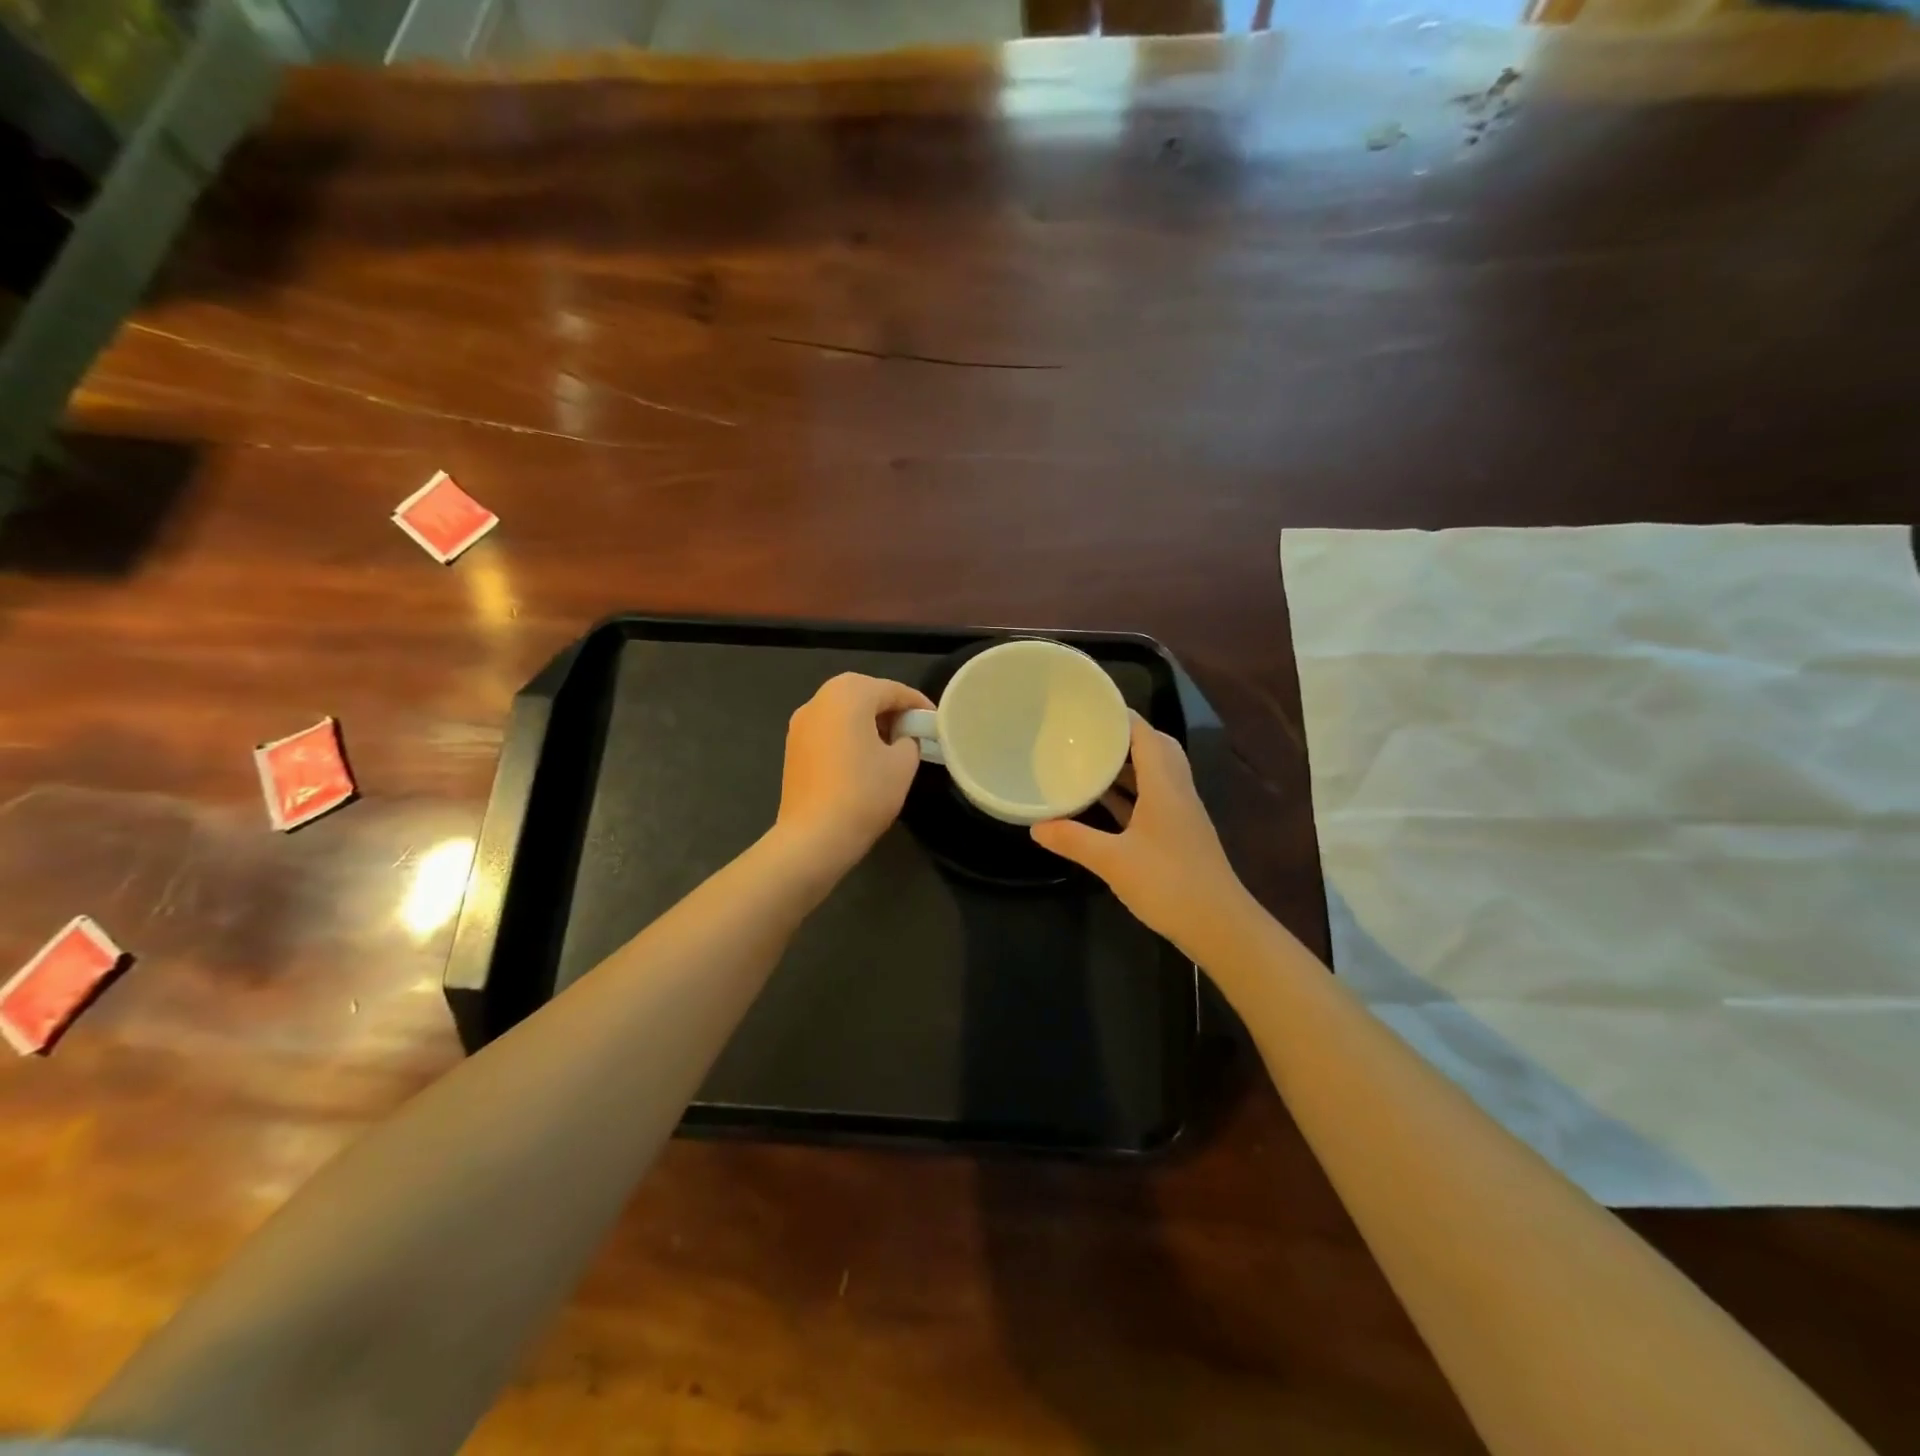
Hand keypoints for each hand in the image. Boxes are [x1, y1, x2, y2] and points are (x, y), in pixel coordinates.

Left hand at [775, 673, 932, 870]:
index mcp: (849, 694)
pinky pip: (828, 729)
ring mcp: (801, 723)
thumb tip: (902, 738)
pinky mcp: (793, 746)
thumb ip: (909, 740)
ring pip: (843, 710)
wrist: (814, 836)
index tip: (935, 721)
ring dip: (868, 721)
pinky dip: (848, 734)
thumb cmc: (864, 793)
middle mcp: (819, 699)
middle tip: (913, 731)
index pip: (893, 690)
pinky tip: (863, 759)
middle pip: (864, 693)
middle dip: (891, 709)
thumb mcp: (903, 764)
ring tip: (891, 745)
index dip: (918, 704)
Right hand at [1032, 713, 1251, 959]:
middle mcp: (1176, 790)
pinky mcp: (1178, 834)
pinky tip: (1103, 802)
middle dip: (1123, 736)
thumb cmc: (1168, 884)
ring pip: (1154, 774)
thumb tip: (1036, 827)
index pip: (1145, 734)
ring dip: (1126, 764)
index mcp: (1164, 785)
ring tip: (1089, 758)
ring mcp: (1180, 813)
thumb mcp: (1113, 861)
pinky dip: (1129, 792)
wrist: (1220, 926)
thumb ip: (1074, 840)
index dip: (1121, 716)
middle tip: (1088, 732)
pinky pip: (1152, 798)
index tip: (1090, 705)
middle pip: (1154, 748)